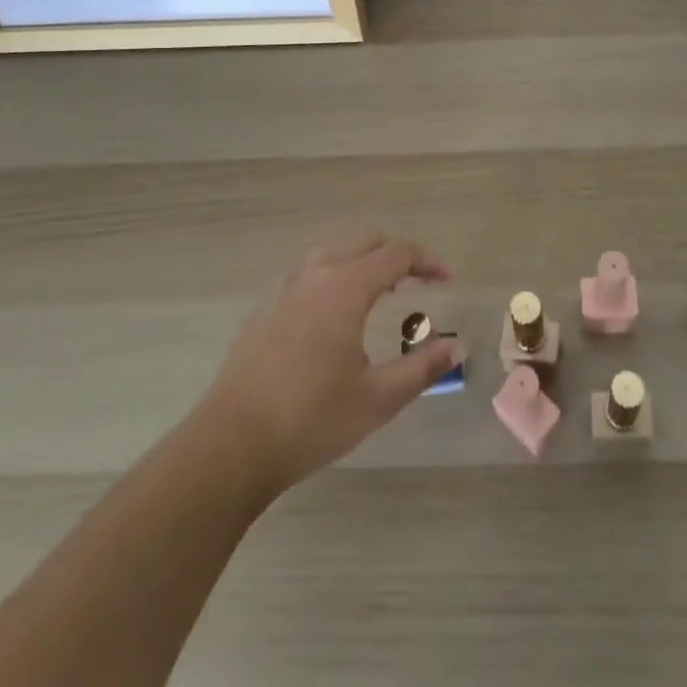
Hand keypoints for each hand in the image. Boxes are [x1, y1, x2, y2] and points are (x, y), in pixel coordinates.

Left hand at [195, 232, 458, 494]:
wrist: (230, 446)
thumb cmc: (310, 420)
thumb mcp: (377, 399)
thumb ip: (422, 368)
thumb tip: (457, 347)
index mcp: (345, 287)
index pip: (396, 254)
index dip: (428, 261)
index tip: (449, 279)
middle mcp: (315, 275)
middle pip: (364, 241)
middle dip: (397, 253)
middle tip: (419, 280)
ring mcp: (285, 290)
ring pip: (332, 251)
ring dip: (363, 259)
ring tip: (381, 290)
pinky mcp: (265, 310)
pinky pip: (309, 272)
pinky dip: (336, 274)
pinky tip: (337, 314)